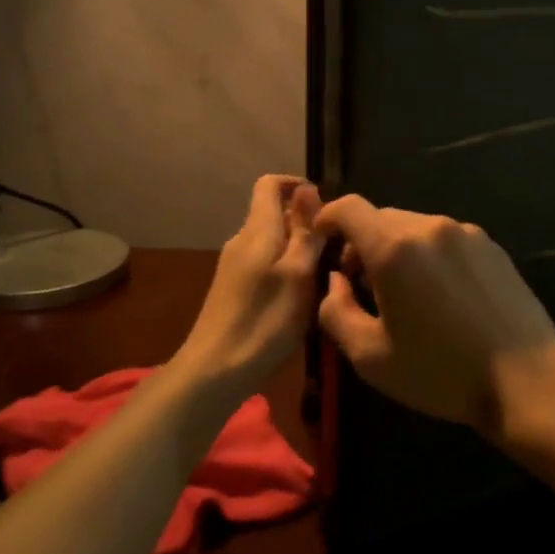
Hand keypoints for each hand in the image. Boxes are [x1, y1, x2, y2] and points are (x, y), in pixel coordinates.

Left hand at [175, 175, 324, 385]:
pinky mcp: (234, 288)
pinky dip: (287, 269)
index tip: (327, 207)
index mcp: (257, 230)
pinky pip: (266, 263)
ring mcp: (235, 265)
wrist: (216, 369)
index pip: (270, 184)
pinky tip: (302, 297)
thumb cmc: (265, 320)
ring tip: (327, 274)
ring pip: (273, 241)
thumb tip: (307, 188)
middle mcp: (242, 240)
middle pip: (275, 213)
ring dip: (300, 249)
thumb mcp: (298, 274)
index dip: (298, 185)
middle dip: (307, 223)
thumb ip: (305, 231)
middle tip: (338, 248)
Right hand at [313, 194, 554, 436]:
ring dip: (398, 249)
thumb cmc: (439, 372)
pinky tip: (442, 295)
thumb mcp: (370, 356)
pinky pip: (446, 239)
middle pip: (382, 218)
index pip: (350, 208)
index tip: (323, 241)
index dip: (328, 218)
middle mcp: (431, 227)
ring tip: (405, 293)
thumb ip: (336, 311)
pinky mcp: (492, 246)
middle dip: (363, 242)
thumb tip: (334, 281)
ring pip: (416, 227)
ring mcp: (467, 233)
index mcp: (395, 248)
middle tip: (362, 284)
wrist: (525, 378)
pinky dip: (430, 254)